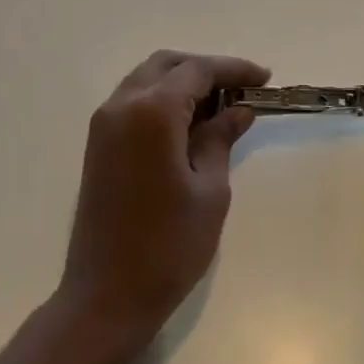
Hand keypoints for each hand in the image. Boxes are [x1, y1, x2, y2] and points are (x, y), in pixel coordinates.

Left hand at [58, 50, 269, 342]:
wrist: (104, 299)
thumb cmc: (168, 247)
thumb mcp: (210, 190)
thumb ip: (221, 139)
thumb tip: (239, 109)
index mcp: (152, 112)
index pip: (198, 70)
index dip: (234, 69)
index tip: (265, 78)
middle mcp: (122, 106)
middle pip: (168, 64)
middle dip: (206, 69)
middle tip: (242, 89)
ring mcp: (104, 125)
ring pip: (147, 79)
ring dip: (183, 82)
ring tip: (220, 106)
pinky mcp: (98, 146)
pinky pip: (133, 102)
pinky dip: (162, 100)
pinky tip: (189, 124)